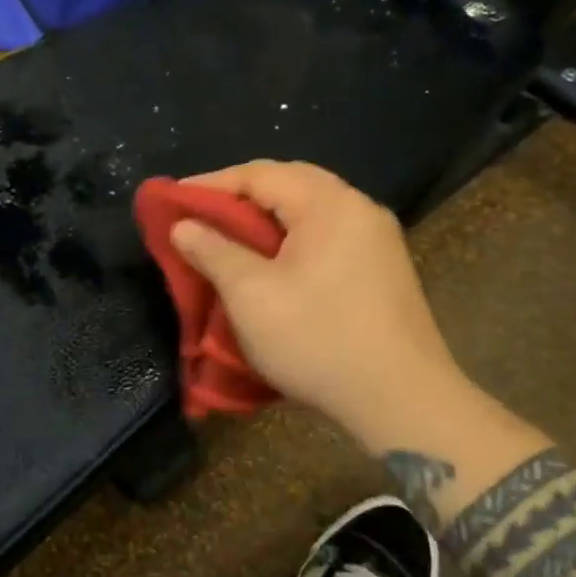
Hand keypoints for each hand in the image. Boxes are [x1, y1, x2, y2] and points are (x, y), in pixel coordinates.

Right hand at [170, 160, 471, 438]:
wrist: (403, 401)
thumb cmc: (318, 340)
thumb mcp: (251, 294)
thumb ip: (213, 251)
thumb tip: (183, 225)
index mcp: (329, 204)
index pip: (259, 174)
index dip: (210, 184)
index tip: (172, 200)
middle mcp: (358, 208)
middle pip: (289, 184)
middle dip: (240, 197)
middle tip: (200, 216)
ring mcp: (377, 239)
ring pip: (309, 211)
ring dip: (266, 219)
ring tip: (229, 238)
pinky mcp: (383, 268)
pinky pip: (327, 235)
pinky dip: (292, 239)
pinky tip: (273, 264)